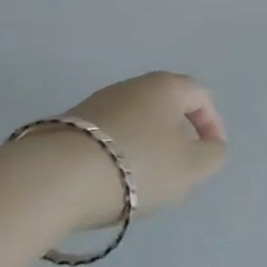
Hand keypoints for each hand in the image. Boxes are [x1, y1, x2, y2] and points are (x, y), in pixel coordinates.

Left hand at [51, 72, 227, 225]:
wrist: (54, 179)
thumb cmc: (137, 165)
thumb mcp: (192, 167)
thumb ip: (212, 156)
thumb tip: (209, 148)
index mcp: (167, 86)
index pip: (201, 97)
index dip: (213, 125)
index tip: (210, 155)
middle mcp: (133, 85)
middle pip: (166, 107)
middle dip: (177, 136)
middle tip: (178, 169)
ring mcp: (96, 103)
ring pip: (134, 122)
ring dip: (145, 147)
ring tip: (141, 181)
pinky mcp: (67, 126)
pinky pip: (106, 137)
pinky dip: (116, 155)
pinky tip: (109, 182)